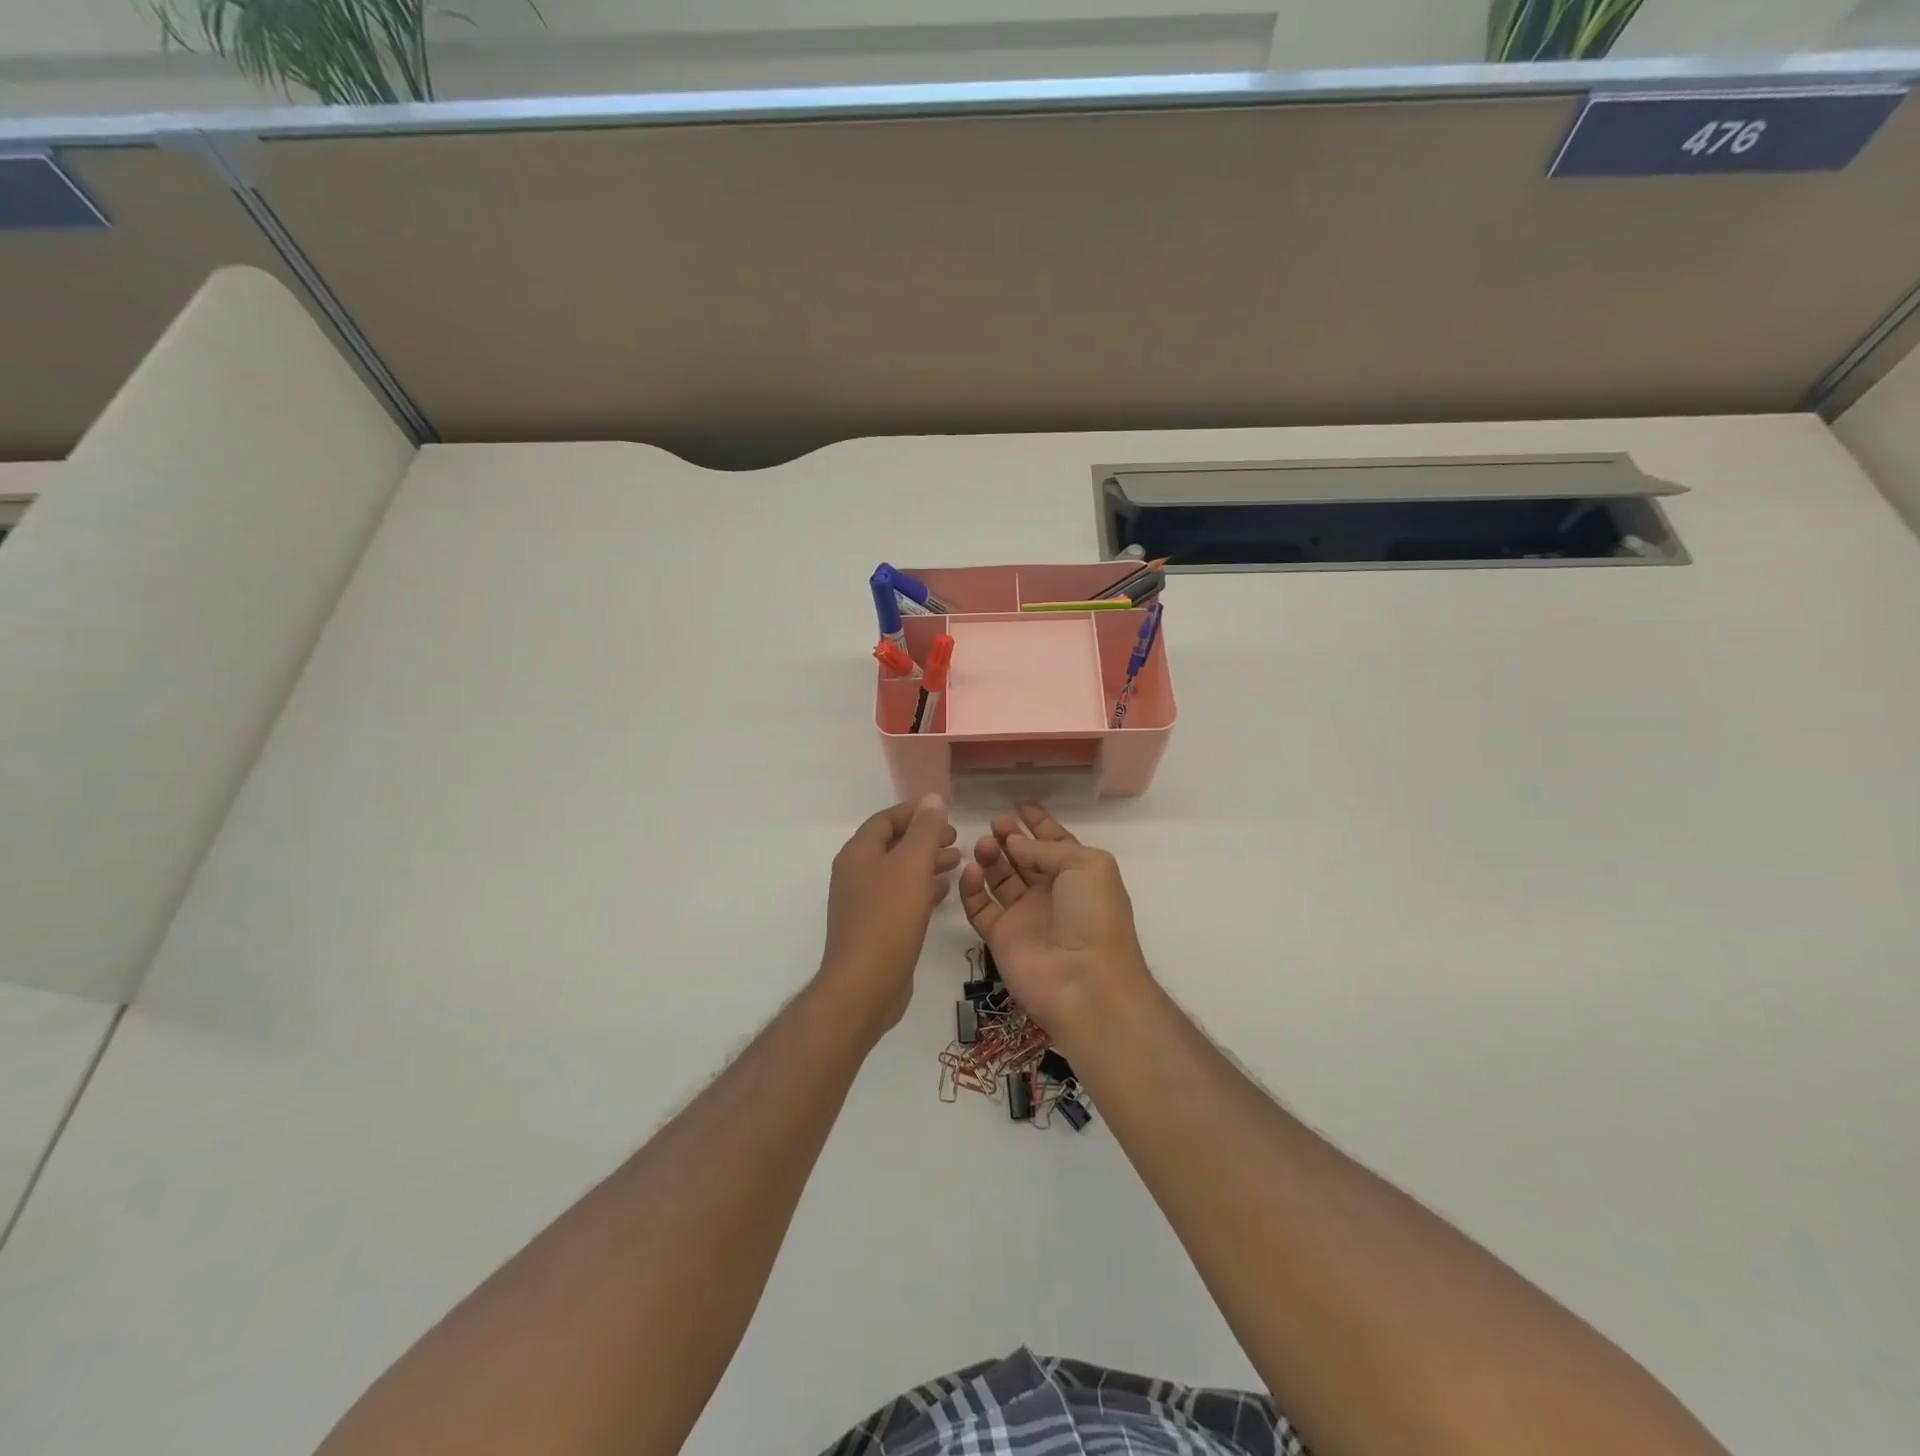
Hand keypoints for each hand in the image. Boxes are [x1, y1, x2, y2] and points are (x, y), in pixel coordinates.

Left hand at [818, 795, 960, 1032]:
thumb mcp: (912, 865)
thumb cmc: (888, 918)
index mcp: (858, 853)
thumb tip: (932, 799)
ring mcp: (862, 902)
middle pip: (893, 844)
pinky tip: (943, 891)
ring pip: (898, 871)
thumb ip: (924, 830)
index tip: (945, 811)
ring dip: (926, 862)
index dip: (915, 811)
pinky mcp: (873, 926)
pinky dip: (921, 887)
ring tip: (958, 861)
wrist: (864, 985)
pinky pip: (900, 896)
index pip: (886, 819)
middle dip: (924, 837)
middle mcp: (855, 873)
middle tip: (957, 838)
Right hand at [958, 803, 1153, 1046]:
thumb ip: (1047, 848)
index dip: (1039, 823)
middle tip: (994, 822)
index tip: (1020, 803)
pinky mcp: (1000, 937)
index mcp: (1077, 874)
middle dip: (1009, 837)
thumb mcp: (1086, 865)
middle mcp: (1050, 893)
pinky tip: (970, 871)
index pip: (1055, 842)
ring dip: (990, 857)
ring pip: (1000, 878)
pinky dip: (972, 888)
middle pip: (1024, 858)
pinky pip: (980, 907)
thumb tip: (1014, 842)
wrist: (1085, 982)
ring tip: (982, 844)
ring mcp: (1024, 915)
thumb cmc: (1094, 916)